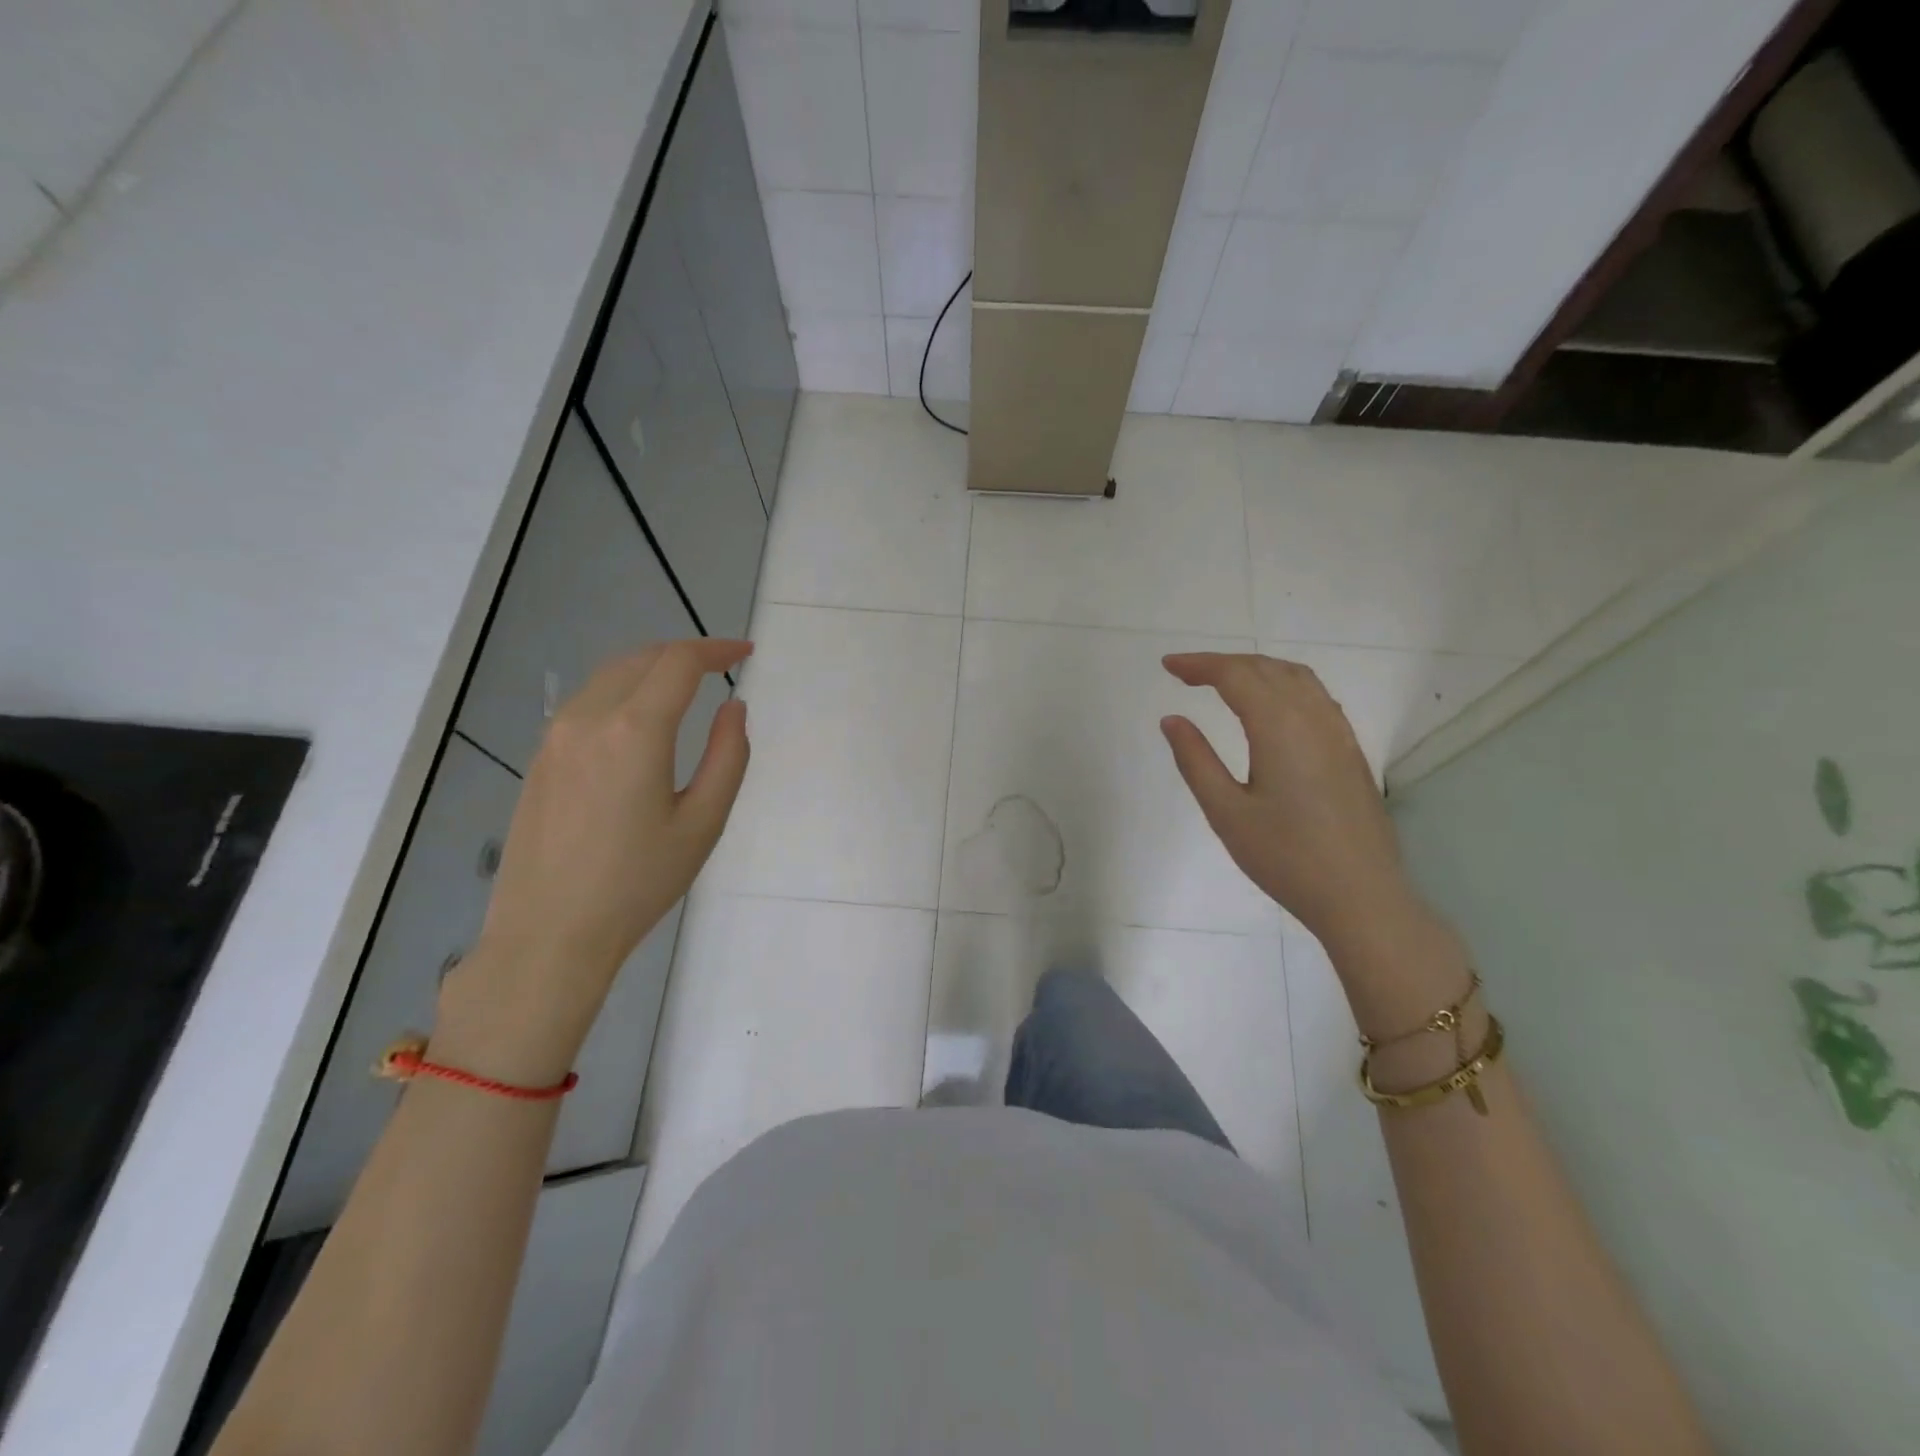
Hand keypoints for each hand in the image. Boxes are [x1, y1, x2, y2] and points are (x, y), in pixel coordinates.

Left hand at [435, 639, 750, 1083]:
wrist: (549, 934)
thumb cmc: (638, 883)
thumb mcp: (703, 823)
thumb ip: (728, 756)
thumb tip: (734, 708)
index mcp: (635, 731)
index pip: (679, 662)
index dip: (716, 649)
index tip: (745, 653)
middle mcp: (588, 718)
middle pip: (641, 658)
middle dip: (685, 653)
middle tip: (720, 667)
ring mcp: (555, 736)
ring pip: (609, 676)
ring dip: (651, 668)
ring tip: (685, 687)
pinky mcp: (539, 758)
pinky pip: (586, 702)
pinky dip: (621, 691)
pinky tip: (639, 720)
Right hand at [1160, 652, 1417, 947]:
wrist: (1360, 895)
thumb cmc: (1285, 857)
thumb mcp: (1226, 812)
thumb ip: (1196, 760)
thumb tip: (1172, 720)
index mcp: (1279, 727)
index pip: (1235, 675)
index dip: (1199, 664)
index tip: (1167, 666)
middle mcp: (1313, 717)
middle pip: (1267, 668)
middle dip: (1224, 663)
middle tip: (1186, 673)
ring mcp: (1338, 733)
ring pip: (1297, 678)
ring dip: (1257, 669)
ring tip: (1224, 681)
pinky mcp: (1350, 751)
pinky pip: (1316, 696)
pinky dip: (1284, 684)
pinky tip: (1271, 706)